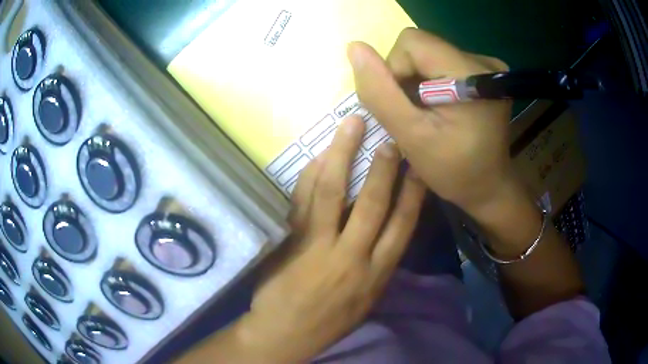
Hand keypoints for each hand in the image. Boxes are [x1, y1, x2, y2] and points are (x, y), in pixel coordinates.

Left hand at [238, 116, 425, 362]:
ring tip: (351, 125)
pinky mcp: (291, 241)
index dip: (414, 193)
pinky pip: (303, 200)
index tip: (420, 165)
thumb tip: (385, 227)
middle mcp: (352, 257)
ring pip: (333, 193)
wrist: (285, 334)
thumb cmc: (329, 321)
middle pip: (372, 203)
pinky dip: (311, 175)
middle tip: (391, 135)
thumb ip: (376, 264)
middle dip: (384, 166)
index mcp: (377, 275)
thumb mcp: (365, 299)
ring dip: (343, 155)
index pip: (402, 225)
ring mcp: (318, 247)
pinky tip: (319, 155)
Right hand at [348, 28, 513, 214]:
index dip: (395, 70)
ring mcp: (485, 65)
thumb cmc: (454, 170)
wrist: (488, 185)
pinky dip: (431, 83)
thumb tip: (355, 48)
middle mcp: (482, 60)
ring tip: (429, 114)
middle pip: (420, 47)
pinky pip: (441, 63)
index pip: (412, 42)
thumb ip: (381, 92)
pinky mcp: (483, 73)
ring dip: (417, 82)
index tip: (404, 106)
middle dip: (406, 78)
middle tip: (416, 114)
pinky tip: (441, 107)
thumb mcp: (412, 136)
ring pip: (428, 54)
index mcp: (470, 73)